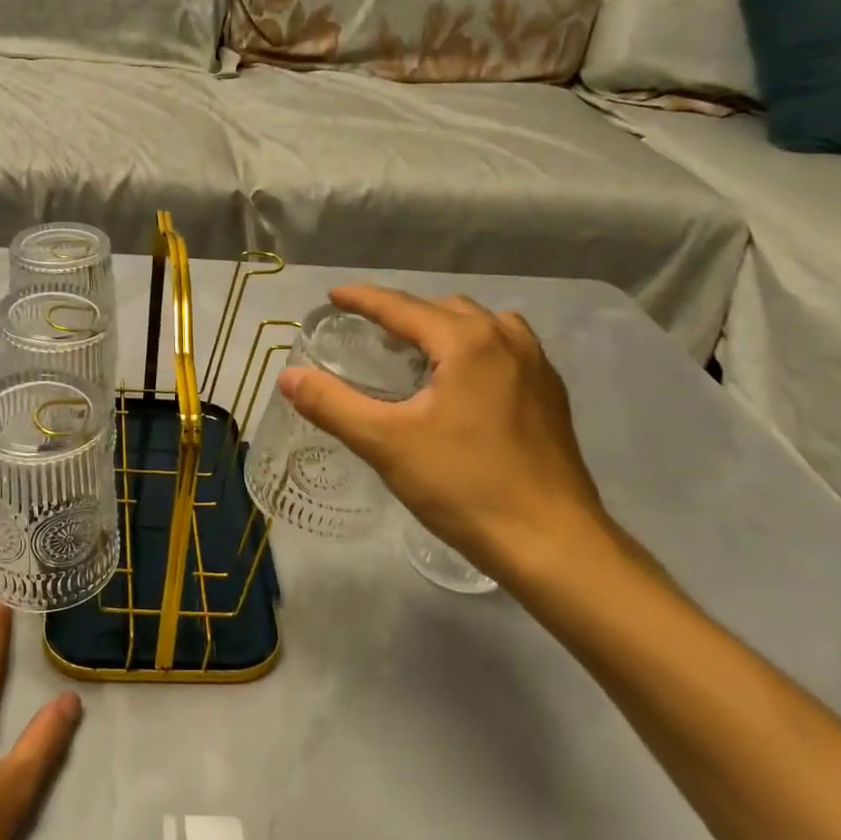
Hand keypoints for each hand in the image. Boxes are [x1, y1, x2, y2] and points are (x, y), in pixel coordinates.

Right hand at [278, 286, 615, 586]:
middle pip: (443, 309)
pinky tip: (460, 384)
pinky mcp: (551, 395)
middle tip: (369, 334)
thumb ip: (332, 404)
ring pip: (481, 326)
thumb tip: (288, 376)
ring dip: (442, 329)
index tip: (333, 296)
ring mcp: (537, 366)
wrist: (552, 544)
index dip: (363, 299)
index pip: (402, 307)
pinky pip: (505, 349)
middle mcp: (506, 340)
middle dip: (403, 314)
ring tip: (415, 355)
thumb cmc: (464, 486)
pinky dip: (473, 349)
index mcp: (467, 342)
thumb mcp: (385, 443)